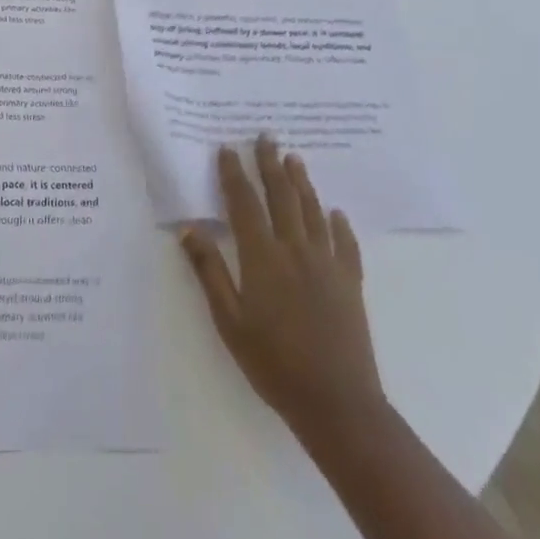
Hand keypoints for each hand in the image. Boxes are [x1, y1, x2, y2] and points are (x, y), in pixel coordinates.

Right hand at [181, 136, 383, 445]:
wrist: (337, 403)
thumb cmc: (274, 364)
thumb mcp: (229, 322)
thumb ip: (210, 272)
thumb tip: (189, 229)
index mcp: (262, 256)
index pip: (244, 203)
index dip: (234, 174)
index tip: (228, 148)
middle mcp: (295, 248)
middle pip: (281, 195)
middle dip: (270, 163)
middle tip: (266, 135)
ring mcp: (326, 263)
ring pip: (312, 210)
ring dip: (302, 182)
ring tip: (294, 158)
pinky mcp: (350, 281)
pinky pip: (345, 243)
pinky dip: (339, 224)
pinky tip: (336, 213)